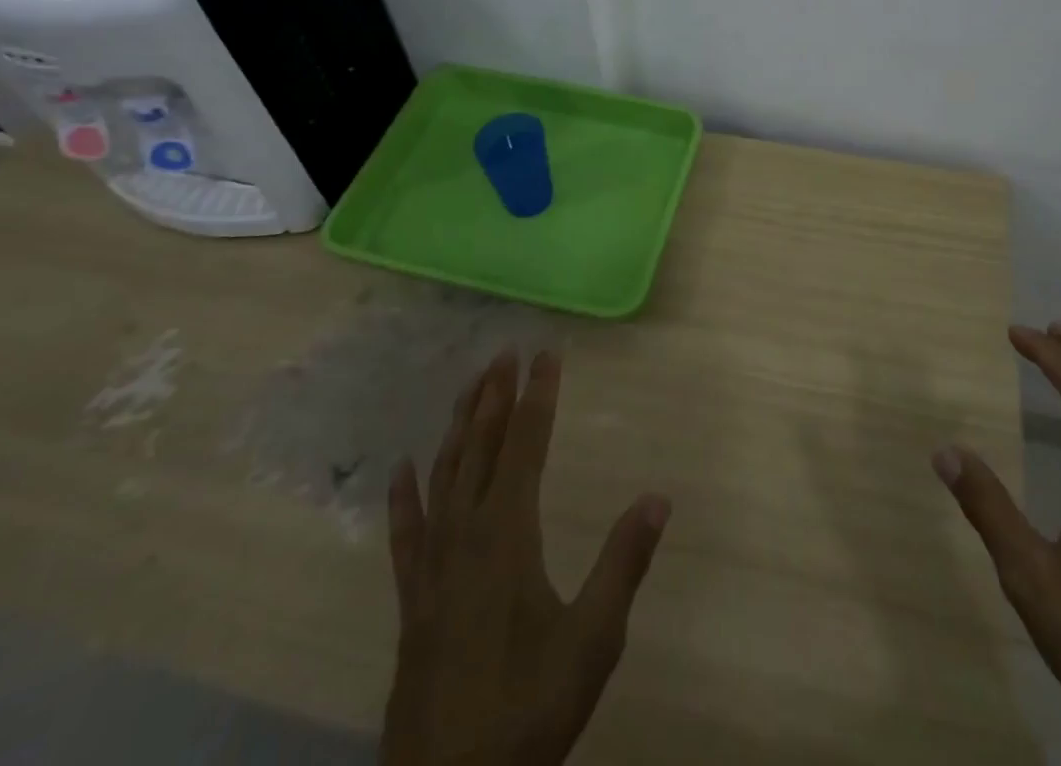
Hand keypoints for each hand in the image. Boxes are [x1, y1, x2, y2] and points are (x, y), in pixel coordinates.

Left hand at [382, 349, 671, 765]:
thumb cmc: (528, 709)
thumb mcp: (592, 639)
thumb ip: (623, 562)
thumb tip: (658, 497)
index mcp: (507, 533)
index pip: (525, 444)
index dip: (537, 395)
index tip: (545, 353)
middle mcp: (465, 534)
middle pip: (480, 447)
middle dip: (493, 396)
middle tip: (503, 351)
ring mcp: (433, 567)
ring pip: (443, 476)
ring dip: (457, 427)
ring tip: (467, 387)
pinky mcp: (413, 601)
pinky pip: (406, 534)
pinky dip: (405, 496)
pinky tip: (402, 469)